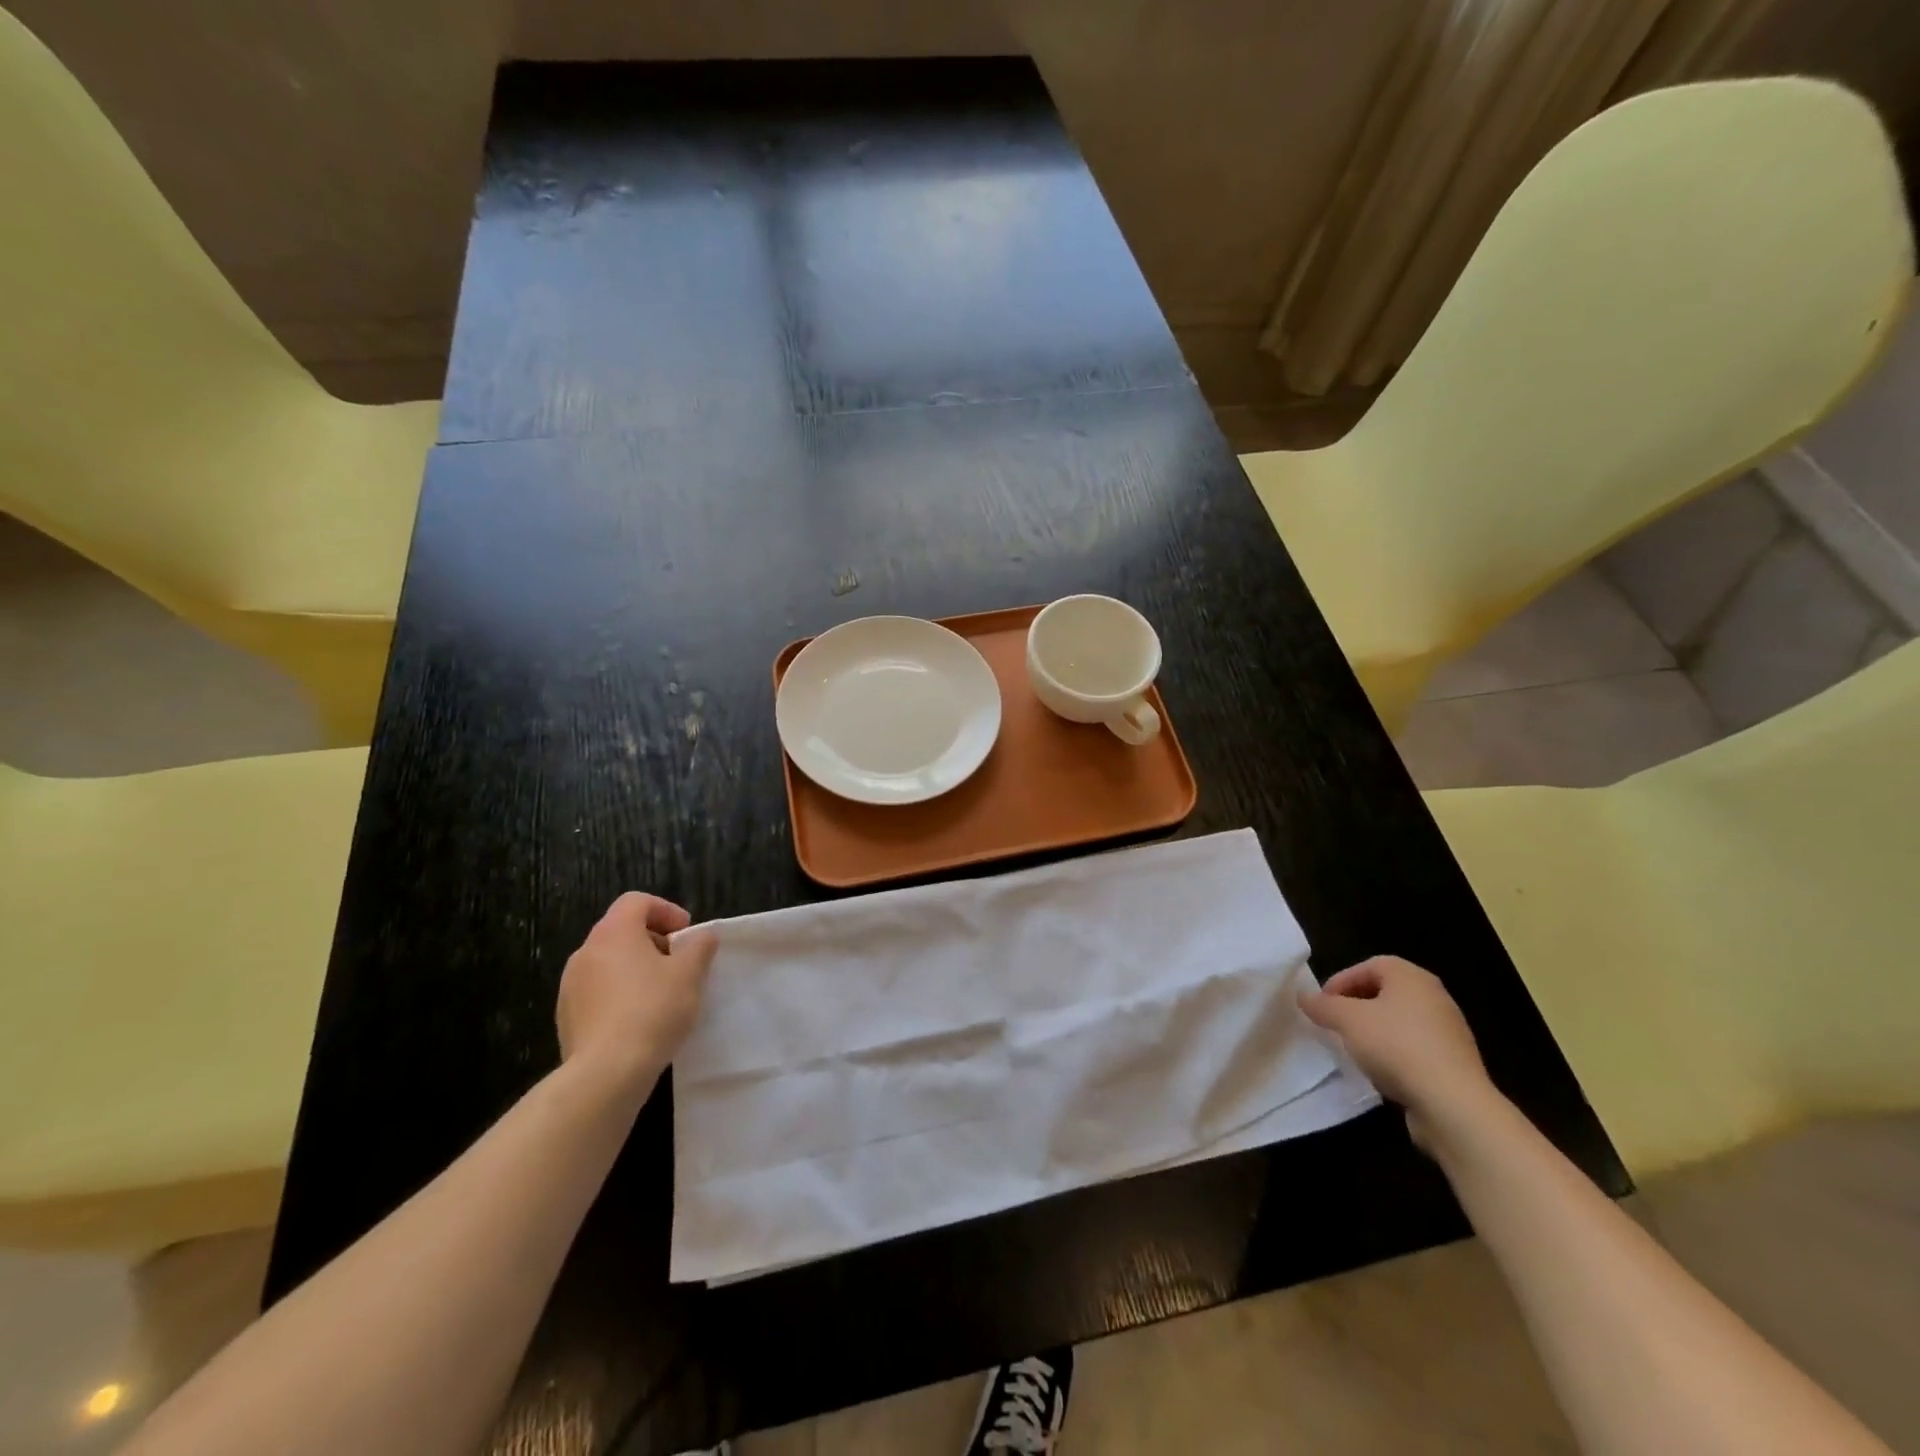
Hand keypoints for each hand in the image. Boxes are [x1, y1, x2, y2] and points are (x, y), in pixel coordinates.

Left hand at [557, 893, 717, 1093]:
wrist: (606, 1073)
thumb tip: (702, 937)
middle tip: (679, 963)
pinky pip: (597, 992)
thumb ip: (699, 948)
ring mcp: (570, 985)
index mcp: (613, 933)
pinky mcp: (566, 1016)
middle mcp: (585, 952)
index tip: (686, 934)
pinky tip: (639, 1020)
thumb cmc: (653, 1010)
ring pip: (608, 963)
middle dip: (653, 941)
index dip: (665, 910)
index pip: (636, 901)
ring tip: (661, 994)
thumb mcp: (690, 974)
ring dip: (635, 969)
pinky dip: (619, 994)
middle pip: (621, 931)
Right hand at [1300, 955, 1499, 1151]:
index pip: (1369, 965)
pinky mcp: (1454, 1063)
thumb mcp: (1347, 1020)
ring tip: (1353, 1049)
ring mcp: (1449, 1031)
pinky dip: (1394, 1054)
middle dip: (1355, 1006)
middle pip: (1385, 992)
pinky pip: (1415, 1048)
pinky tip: (1380, 1071)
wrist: (1453, 1105)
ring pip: (1399, 1022)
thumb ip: (1322, 1006)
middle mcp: (1434, 997)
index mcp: (1411, 977)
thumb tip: (1303, 997)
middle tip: (1334, 1023)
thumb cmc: (1396, 1046)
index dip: (1341, 981)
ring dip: (1374, 1031)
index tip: (1322, 1004)